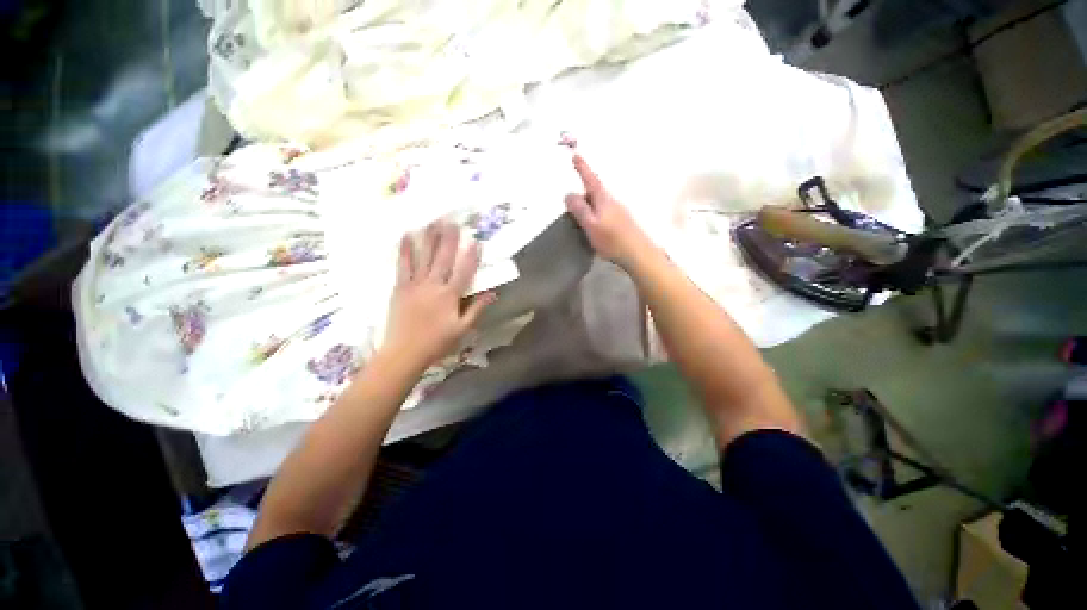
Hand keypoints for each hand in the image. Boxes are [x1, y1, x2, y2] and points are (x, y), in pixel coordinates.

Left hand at [382, 221, 494, 371]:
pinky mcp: (400, 288)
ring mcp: (415, 285)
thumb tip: (492, 293)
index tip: (476, 240)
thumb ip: (476, 309)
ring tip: (432, 221)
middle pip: (443, 258)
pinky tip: (406, 236)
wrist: (404, 353)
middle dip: (449, 239)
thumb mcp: (462, 329)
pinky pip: (403, 266)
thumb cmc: (437, 343)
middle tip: (452, 220)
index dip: (471, 256)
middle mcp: (433, 286)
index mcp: (450, 296)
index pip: (464, 271)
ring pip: (423, 257)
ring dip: (428, 238)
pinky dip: (404, 251)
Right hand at [565, 155, 652, 267]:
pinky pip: (605, 212)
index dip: (582, 168)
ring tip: (582, 218)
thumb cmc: (612, 240)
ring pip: (601, 203)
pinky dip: (597, 214)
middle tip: (573, 202)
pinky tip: (595, 228)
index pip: (590, 180)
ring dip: (590, 205)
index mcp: (603, 200)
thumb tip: (568, 194)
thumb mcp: (591, 225)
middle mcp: (612, 202)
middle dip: (584, 191)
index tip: (576, 156)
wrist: (638, 254)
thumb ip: (580, 210)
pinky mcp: (623, 222)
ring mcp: (619, 212)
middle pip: (596, 191)